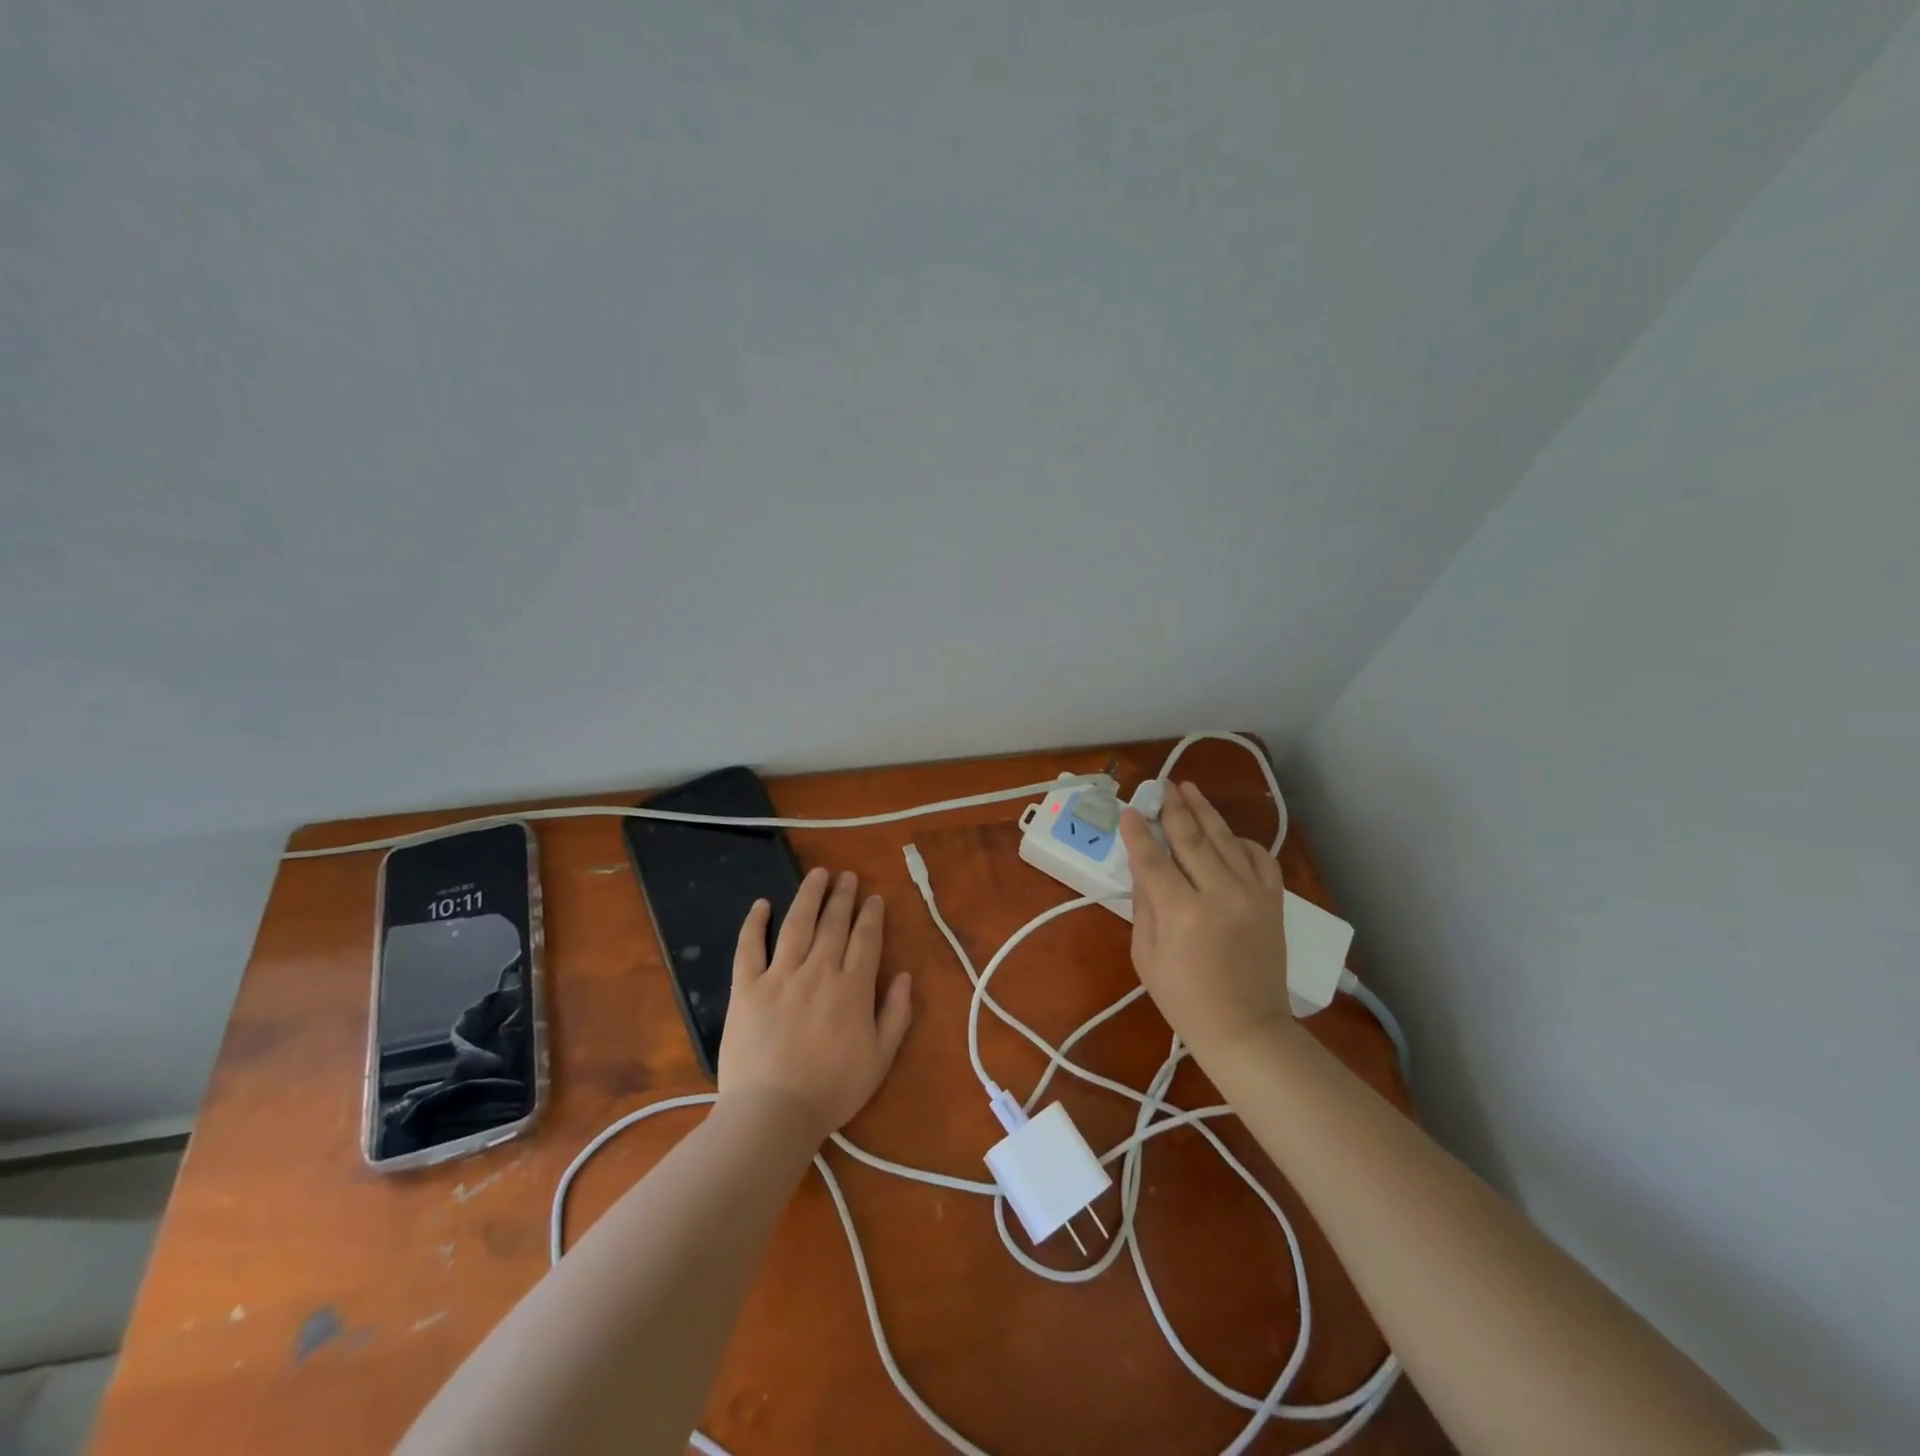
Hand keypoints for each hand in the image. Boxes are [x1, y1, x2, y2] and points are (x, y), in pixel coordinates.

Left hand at [717, 867, 913, 1141]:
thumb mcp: (880, 1059)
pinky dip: (755, 923)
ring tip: (817, 875)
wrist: (773, 1113)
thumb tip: (905, 976)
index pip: (866, 940)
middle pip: (833, 924)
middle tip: (847, 876)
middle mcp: (819, 971)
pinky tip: (761, 904)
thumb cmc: (831, 1091)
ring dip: (808, 896)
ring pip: (797, 924)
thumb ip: (896, 1014)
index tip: (873, 897)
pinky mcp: (746, 987)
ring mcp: (780, 976)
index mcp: (852, 988)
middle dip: (843, 897)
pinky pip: (749, 947)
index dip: (871, 915)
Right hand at [1119, 781, 1292, 1060]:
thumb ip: (1144, 905)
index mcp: (1183, 913)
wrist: (1247, 1030)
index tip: (1129, 811)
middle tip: (1162, 784)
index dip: (1138, 833)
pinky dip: (1241, 841)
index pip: (1153, 859)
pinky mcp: (1274, 902)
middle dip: (1174, 808)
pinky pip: (1259, 858)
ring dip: (1205, 812)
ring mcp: (1252, 895)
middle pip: (1192, 839)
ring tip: (1189, 789)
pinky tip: (1226, 833)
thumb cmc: (1185, 1000)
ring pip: (1226, 840)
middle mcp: (1220, 894)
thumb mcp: (1146, 955)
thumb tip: (1142, 866)